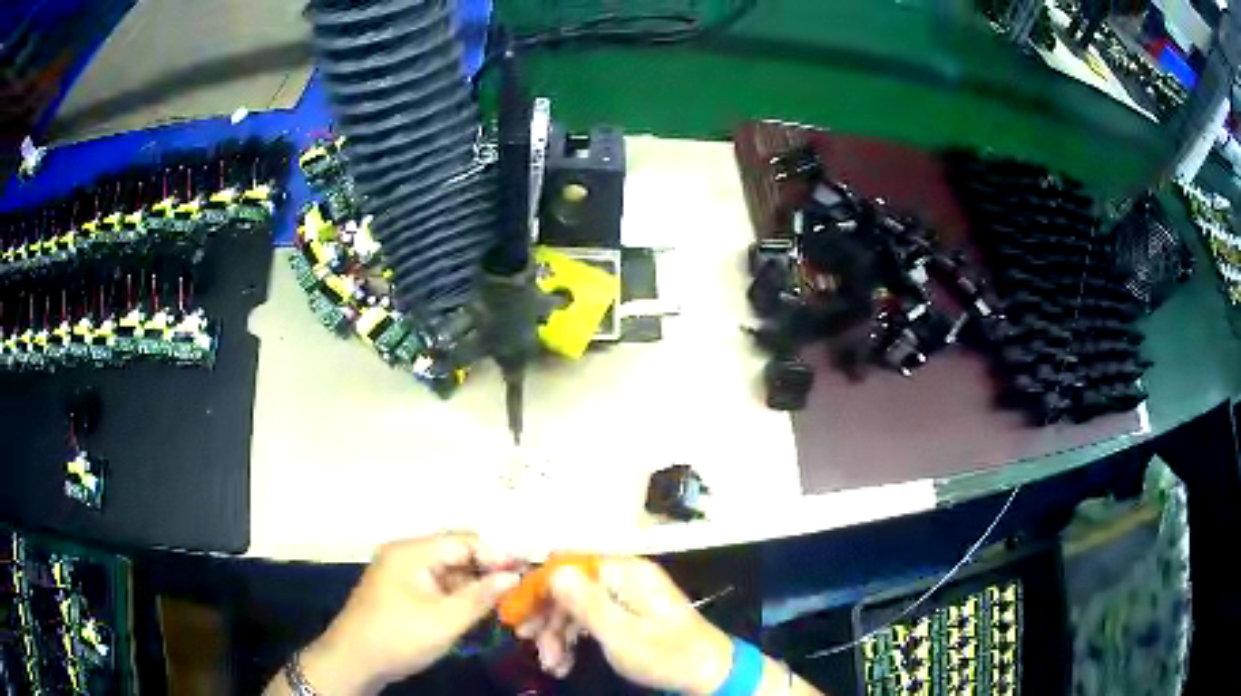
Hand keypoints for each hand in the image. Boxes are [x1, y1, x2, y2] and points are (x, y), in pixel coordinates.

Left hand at [295, 533, 519, 694]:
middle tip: (519, 586)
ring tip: (504, 600)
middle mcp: (405, 554)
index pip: (462, 541)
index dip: (496, 554)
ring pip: (447, 570)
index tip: (526, 569)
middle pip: (455, 553)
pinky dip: (457, 593)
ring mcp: (400, 572)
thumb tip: (513, 576)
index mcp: (411, 552)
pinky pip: (436, 584)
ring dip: (473, 583)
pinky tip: (477, 608)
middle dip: (487, 568)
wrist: (353, 661)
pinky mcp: (400, 590)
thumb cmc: (399, 637)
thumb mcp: (445, 620)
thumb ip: (481, 597)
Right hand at [522, 556, 732, 694]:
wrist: (708, 674)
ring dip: (558, 634)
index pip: (568, 566)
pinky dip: (574, 640)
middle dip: (547, 618)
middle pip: (569, 587)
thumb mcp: (621, 634)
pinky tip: (564, 662)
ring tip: (552, 664)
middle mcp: (622, 577)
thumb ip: (585, 603)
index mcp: (624, 572)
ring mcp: (625, 596)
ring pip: (576, 606)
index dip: (538, 589)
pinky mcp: (627, 614)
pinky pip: (590, 619)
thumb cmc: (666, 654)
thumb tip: (553, 572)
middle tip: (531, 645)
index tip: (518, 616)